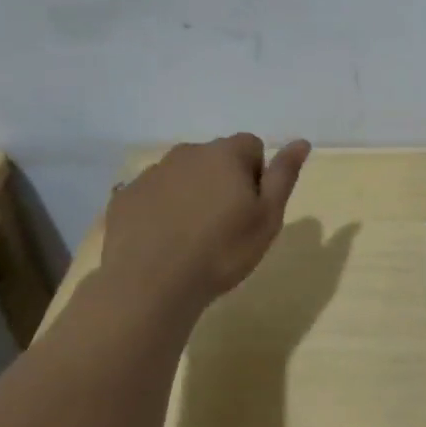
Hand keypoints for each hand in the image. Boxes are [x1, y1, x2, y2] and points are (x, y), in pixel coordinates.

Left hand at [98, 135, 312, 309]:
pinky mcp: (124, 197)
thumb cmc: (222, 251)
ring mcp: (151, 174)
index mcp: (225, 154)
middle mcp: (186, 153)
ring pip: (182, 175)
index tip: (252, 208)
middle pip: (215, 158)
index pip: (251, 146)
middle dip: (224, 181)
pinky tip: (164, 240)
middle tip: (226, 224)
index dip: (257, 175)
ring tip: (193, 235)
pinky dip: (161, 208)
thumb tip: (301, 142)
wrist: (150, 285)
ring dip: (192, 194)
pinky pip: (152, 194)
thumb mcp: (268, 217)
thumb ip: (284, 175)